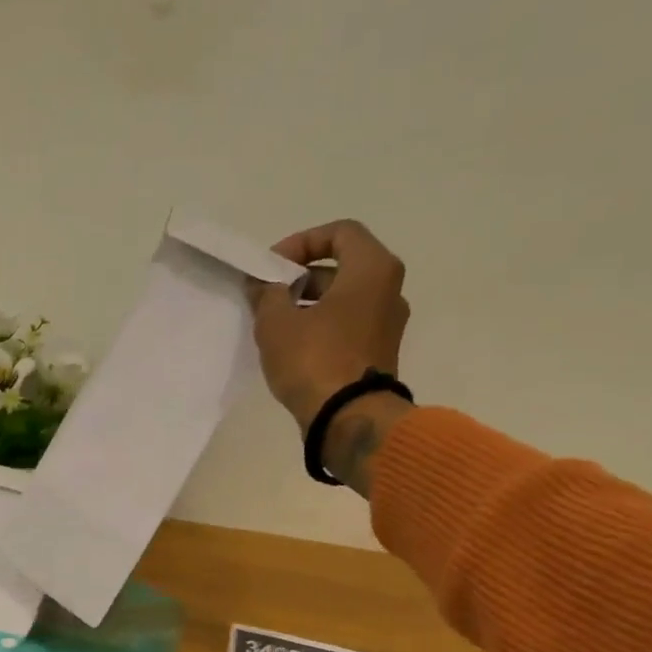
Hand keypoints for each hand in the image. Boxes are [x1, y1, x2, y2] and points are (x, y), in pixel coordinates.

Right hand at [246, 218, 410, 430]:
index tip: (273, 267)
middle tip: (268, 295)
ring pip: (344, 299)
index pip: (340, 233)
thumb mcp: (277, 322)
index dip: (301, 242)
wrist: (348, 418)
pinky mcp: (379, 353)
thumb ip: (266, 294)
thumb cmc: (314, 360)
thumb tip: (263, 285)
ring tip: (274, 323)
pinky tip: (291, 346)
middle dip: (300, 277)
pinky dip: (321, 326)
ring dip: (308, 304)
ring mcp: (387, 324)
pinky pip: (347, 325)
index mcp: (372, 270)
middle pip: (341, 267)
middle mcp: (389, 290)